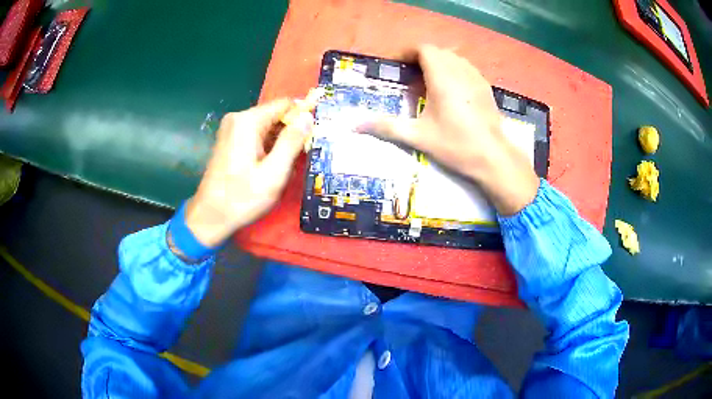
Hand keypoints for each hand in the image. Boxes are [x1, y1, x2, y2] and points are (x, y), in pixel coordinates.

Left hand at [184, 99, 313, 246]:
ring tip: (285, 165)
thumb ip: (292, 142)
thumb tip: (308, 116)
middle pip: (276, 114)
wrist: (210, 216)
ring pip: (268, 126)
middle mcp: (238, 118)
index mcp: (248, 121)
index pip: (285, 104)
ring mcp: (232, 128)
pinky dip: (268, 146)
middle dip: (291, 132)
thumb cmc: (242, 198)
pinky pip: (257, 134)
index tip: (312, 137)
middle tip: (299, 157)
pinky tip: (271, 166)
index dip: (302, 117)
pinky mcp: (230, 139)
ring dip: (280, 142)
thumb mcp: (273, 173)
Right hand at [362, 45, 538, 214]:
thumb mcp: (418, 136)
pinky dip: (453, 71)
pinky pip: (466, 68)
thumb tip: (354, 126)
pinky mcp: (486, 87)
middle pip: (437, 51)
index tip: (396, 64)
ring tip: (428, 82)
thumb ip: (386, 126)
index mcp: (442, 76)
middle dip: (420, 58)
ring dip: (438, 63)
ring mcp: (476, 77)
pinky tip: (450, 92)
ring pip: (453, 58)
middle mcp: (460, 70)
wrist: (493, 158)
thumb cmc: (455, 144)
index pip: (423, 49)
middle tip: (409, 76)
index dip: (407, 52)